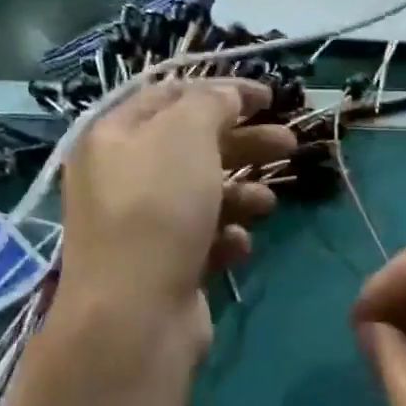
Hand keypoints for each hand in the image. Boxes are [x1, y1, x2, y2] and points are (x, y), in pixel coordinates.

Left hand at [55, 78, 295, 359]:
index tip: (270, 97)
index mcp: (114, 137)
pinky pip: (204, 239)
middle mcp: (123, 178)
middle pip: (193, 147)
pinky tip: (239, 244)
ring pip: (203, 195)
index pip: (171, 97)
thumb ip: (211, 104)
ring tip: (269, 203)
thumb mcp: (185, 136)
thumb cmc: (157, 211)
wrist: (136, 314)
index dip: (223, 91)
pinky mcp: (165, 266)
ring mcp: (143, 226)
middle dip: (244, 143)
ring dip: (242, 193)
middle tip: (290, 144)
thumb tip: (228, 95)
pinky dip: (226, 237)